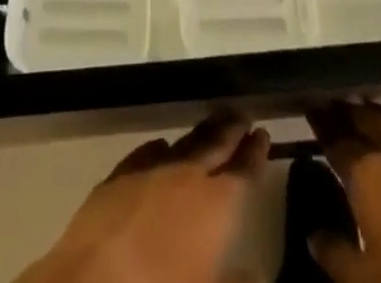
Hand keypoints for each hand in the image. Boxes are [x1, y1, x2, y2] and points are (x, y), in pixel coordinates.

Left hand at [14, 113, 269, 282]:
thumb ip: (236, 277)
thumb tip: (256, 271)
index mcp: (216, 204)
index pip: (243, 172)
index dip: (255, 154)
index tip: (263, 133)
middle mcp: (186, 177)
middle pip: (214, 145)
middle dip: (230, 130)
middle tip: (241, 114)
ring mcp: (149, 172)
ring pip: (182, 144)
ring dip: (199, 135)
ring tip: (210, 125)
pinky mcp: (116, 178)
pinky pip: (146, 154)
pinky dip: (160, 150)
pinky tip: (162, 148)